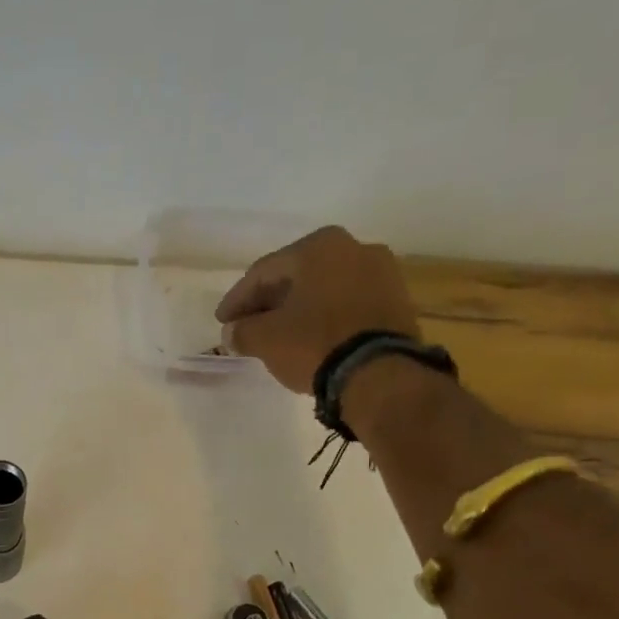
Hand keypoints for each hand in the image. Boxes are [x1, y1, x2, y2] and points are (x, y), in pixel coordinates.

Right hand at [215, 227, 420, 392]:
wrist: (380, 372)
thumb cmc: (315, 343)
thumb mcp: (266, 339)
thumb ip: (243, 331)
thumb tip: (233, 332)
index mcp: (318, 246)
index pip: (263, 272)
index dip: (238, 299)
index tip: (222, 321)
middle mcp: (353, 247)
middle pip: (296, 276)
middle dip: (269, 302)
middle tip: (247, 325)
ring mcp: (381, 272)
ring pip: (324, 289)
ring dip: (298, 309)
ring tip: (279, 334)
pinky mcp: (397, 301)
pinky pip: (347, 304)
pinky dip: (325, 317)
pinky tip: (311, 337)